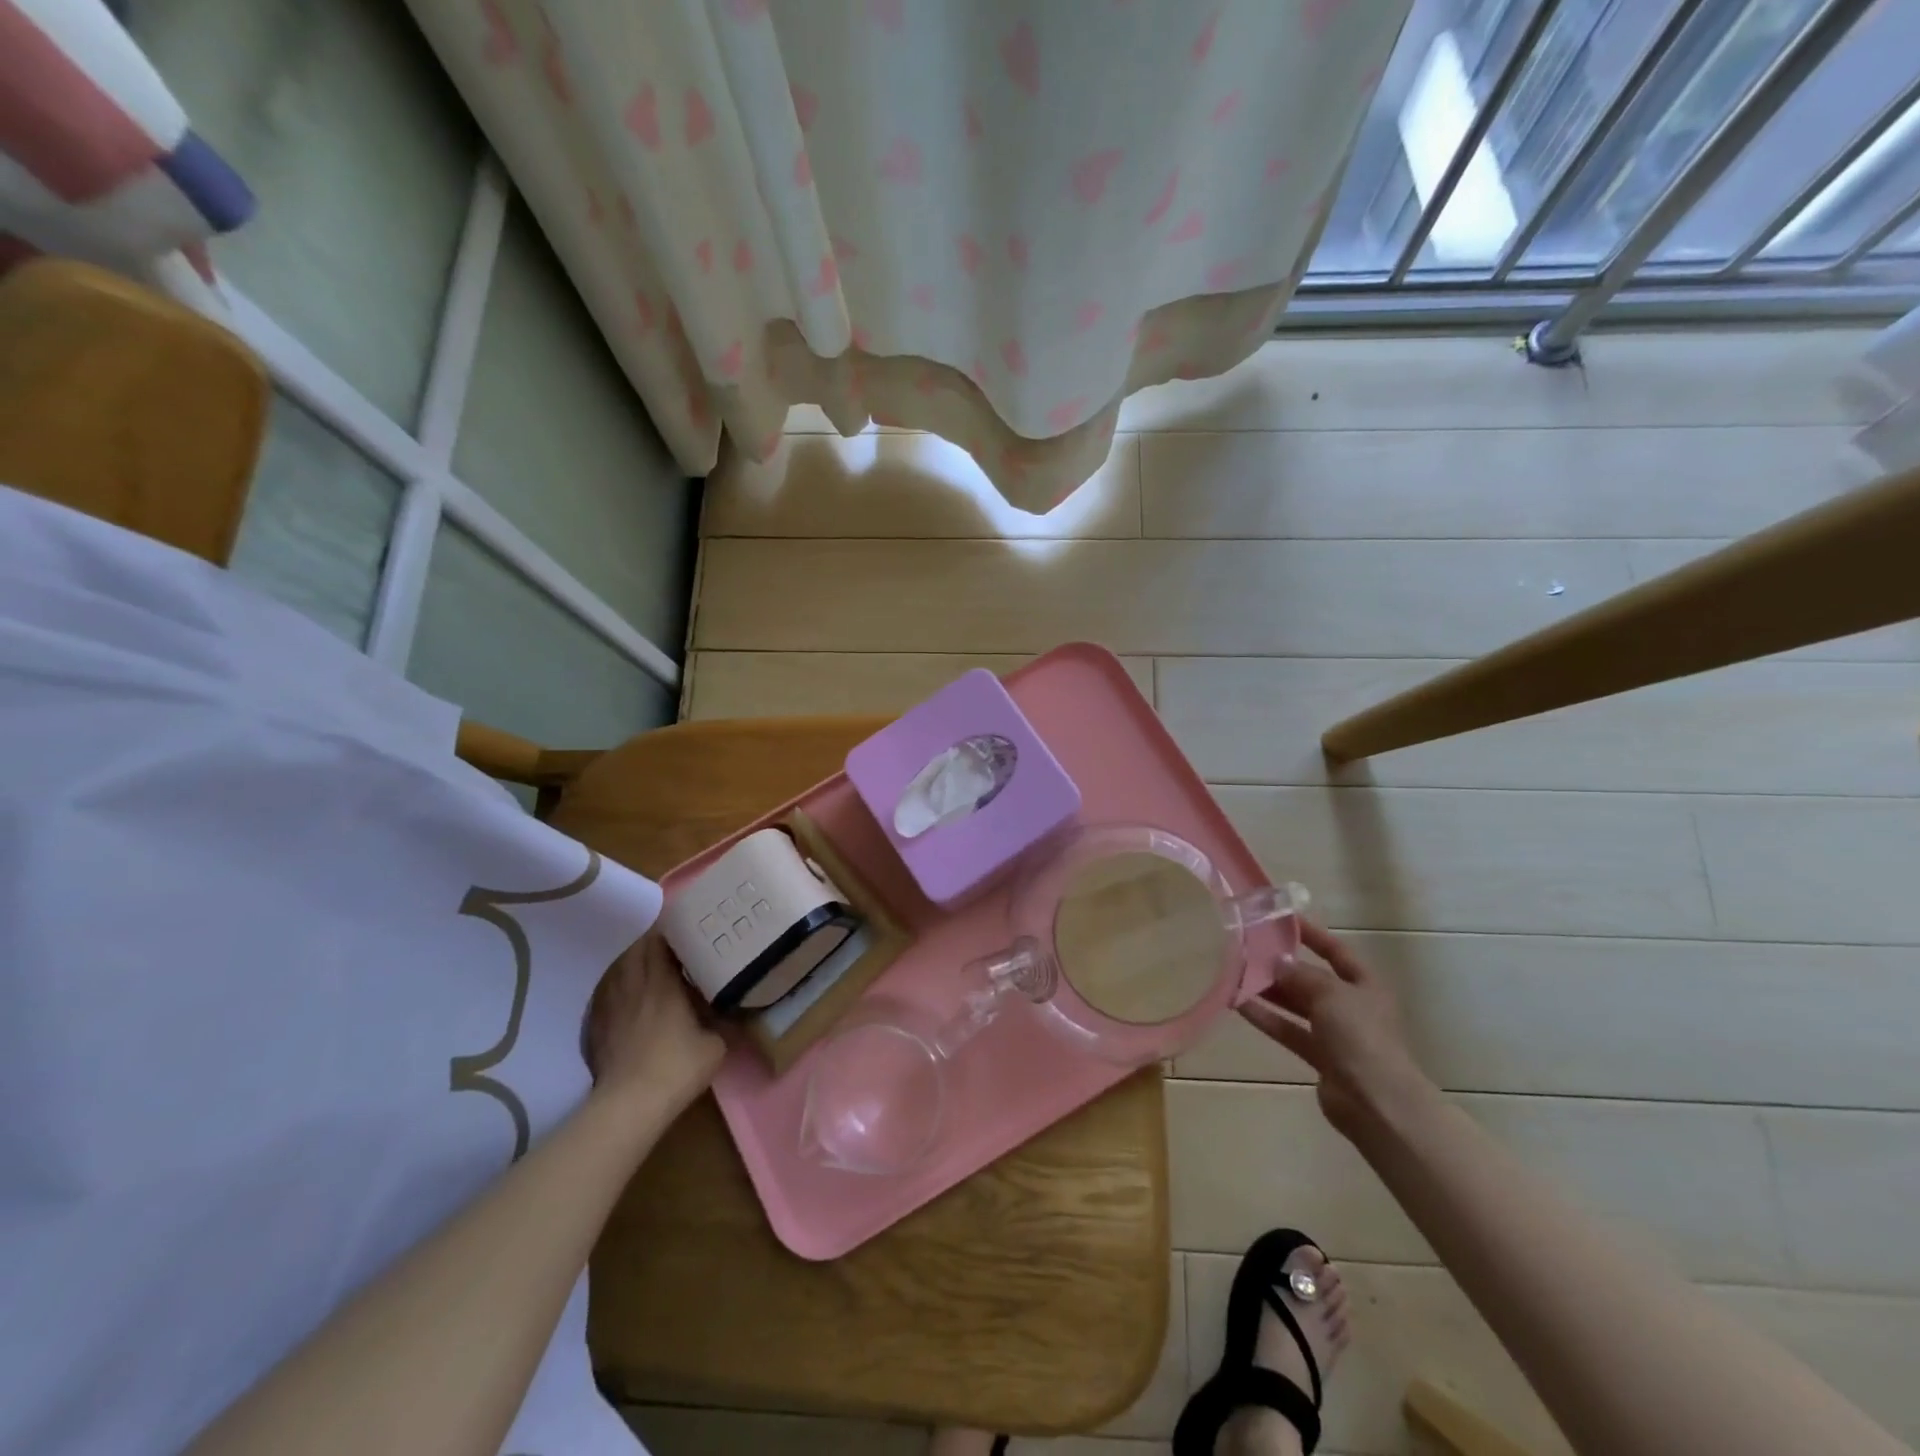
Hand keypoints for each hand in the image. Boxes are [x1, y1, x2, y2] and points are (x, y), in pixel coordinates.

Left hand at [586, 934, 725, 1120]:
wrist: (630, 1104)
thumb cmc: (677, 1067)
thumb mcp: (715, 1046)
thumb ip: (722, 1022)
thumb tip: (730, 1011)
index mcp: (663, 984)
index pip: (660, 943)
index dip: (668, 931)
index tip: (681, 927)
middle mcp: (635, 987)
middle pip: (636, 951)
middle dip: (650, 941)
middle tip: (667, 940)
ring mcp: (612, 1006)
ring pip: (618, 969)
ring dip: (631, 960)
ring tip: (645, 960)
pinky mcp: (597, 1026)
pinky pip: (606, 993)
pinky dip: (616, 985)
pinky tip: (625, 992)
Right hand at [1240, 921, 1437, 1142]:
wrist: (1376, 1103)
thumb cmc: (1360, 1037)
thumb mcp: (1330, 995)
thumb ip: (1300, 976)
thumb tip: (1277, 962)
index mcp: (1365, 985)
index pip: (1336, 951)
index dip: (1312, 935)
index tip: (1282, 919)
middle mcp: (1351, 1006)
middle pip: (1312, 979)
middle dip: (1282, 966)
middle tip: (1248, 950)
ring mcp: (1336, 1033)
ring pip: (1297, 1005)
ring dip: (1270, 992)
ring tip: (1236, 975)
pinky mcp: (1320, 1057)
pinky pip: (1289, 1031)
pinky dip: (1267, 1019)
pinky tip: (1239, 1005)